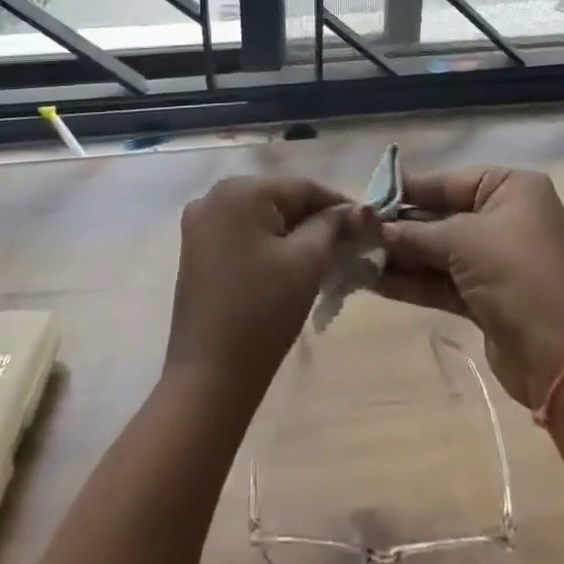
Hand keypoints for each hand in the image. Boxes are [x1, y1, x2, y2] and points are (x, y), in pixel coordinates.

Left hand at [164, 176, 369, 404]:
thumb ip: (332, 226)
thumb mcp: (307, 262)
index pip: (301, 187)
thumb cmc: (262, 312)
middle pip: (279, 199)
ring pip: (260, 217)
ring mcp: (200, 224)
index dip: (338, 203)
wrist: (210, 377)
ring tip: (326, 255)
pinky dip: (268, 244)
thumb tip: (356, 211)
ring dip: (292, 232)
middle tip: (348, 242)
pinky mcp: (195, 251)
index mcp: (239, 190)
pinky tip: (290, 265)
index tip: (367, 222)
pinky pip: (242, 234)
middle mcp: (213, 196)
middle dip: (314, 219)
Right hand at [374, 166, 563, 407]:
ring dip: (402, 256)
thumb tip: (375, 229)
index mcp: (512, 189)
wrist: (559, 357)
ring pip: (439, 251)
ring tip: (356, 256)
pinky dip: (413, 280)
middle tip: (357, 230)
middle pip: (442, 216)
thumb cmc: (515, 275)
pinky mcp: (487, 296)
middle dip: (401, 228)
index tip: (369, 196)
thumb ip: (415, 233)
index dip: (409, 190)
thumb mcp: (462, 241)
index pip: (450, 182)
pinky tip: (374, 281)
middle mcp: (506, 217)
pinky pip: (443, 280)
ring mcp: (497, 259)